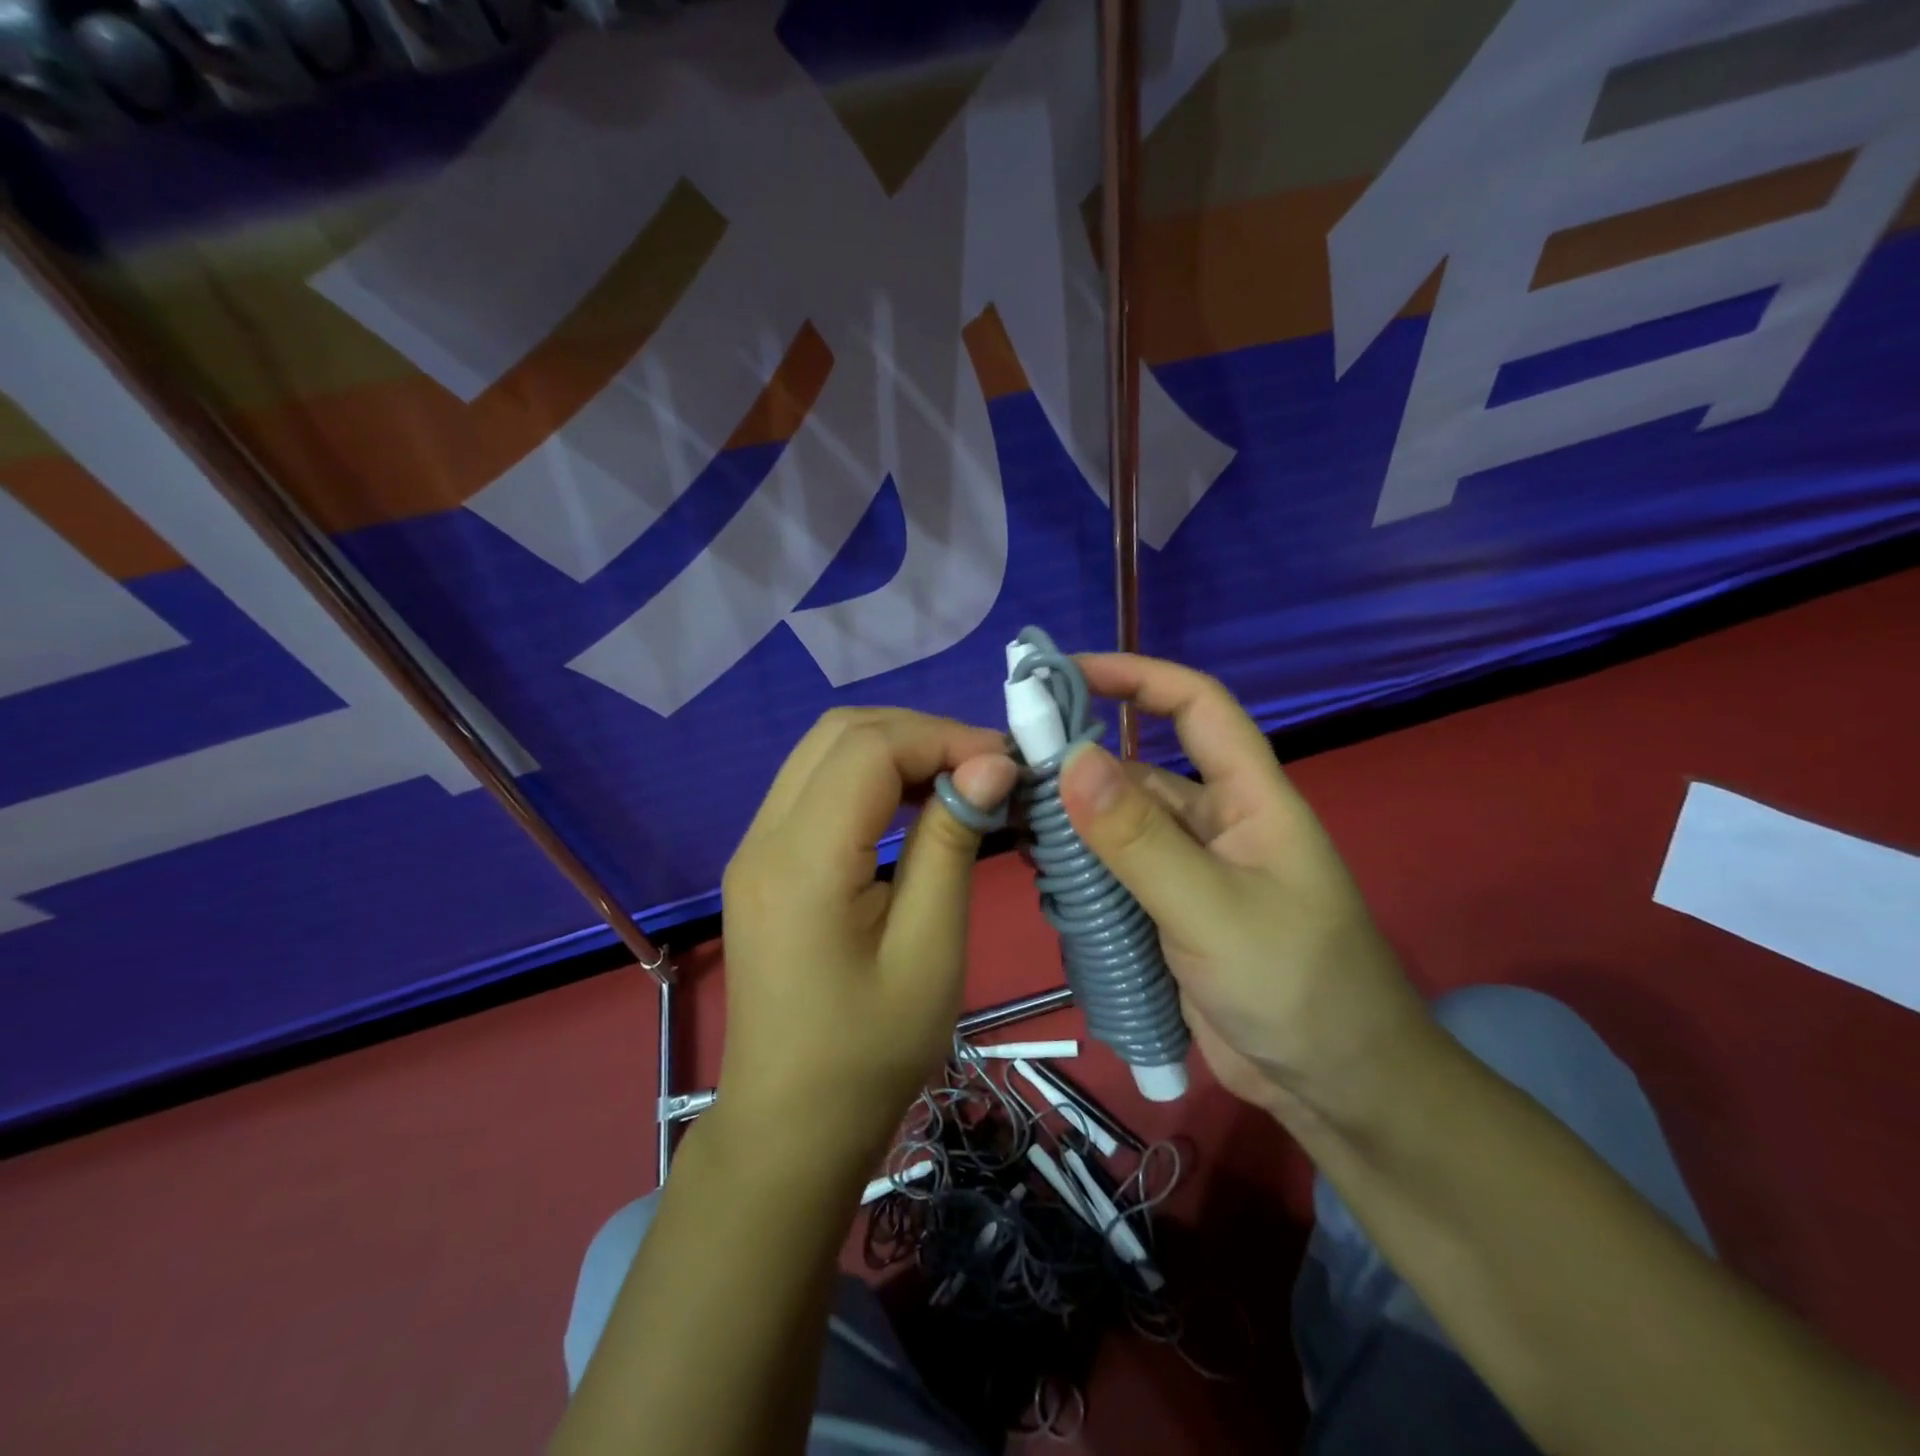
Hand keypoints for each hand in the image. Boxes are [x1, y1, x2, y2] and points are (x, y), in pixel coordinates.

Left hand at [717, 708, 1018, 1165]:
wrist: (792, 1123)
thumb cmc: (870, 1050)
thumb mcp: (929, 951)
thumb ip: (951, 846)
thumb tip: (990, 766)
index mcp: (802, 861)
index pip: (870, 749)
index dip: (942, 738)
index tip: (1007, 765)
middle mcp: (764, 837)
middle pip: (840, 733)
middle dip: (920, 733)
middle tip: (986, 767)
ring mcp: (755, 846)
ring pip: (825, 751)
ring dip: (895, 747)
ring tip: (959, 779)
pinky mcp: (763, 862)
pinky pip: (816, 785)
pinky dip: (870, 774)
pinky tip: (914, 802)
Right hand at [1055, 655, 1433, 1130]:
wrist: (1336, 1088)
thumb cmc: (1295, 985)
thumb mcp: (1212, 907)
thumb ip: (1140, 838)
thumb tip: (1071, 758)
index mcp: (1249, 797)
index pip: (1197, 707)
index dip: (1138, 676)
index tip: (1068, 672)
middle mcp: (1216, 823)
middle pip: (1139, 771)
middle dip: (1080, 764)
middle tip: (1009, 769)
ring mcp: (1190, 872)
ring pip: (1118, 828)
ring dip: (1072, 823)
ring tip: (1012, 826)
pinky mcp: (1169, 915)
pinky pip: (1115, 876)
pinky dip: (1080, 871)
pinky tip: (1043, 876)